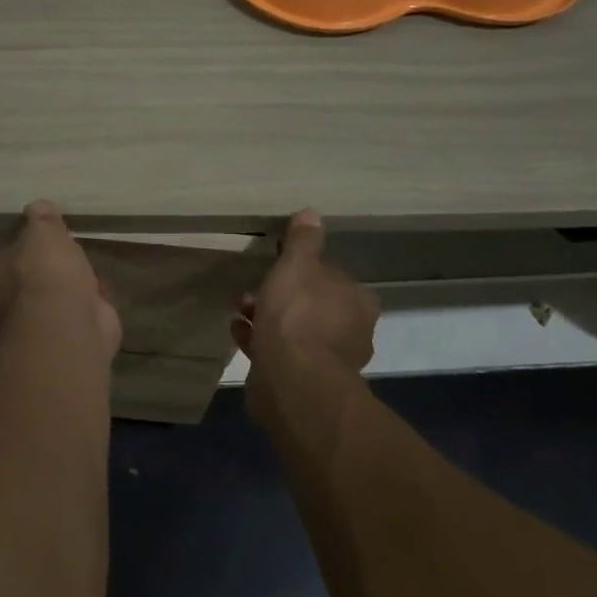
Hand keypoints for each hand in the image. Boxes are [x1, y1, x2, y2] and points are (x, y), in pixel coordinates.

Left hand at [0, 201, 122, 359]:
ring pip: (55, 298)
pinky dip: (89, 301)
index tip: (43, 234)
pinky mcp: (67, 338)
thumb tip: (38, 206)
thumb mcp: (42, 232)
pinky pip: (77, 311)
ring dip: (71, 284)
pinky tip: (101, 287)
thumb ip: (41, 219)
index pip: (3, 257)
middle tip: (67, 248)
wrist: (70, 320)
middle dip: (49, 267)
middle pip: (29, 279)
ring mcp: (38, 326)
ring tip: (86, 264)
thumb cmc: (45, 271)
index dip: (24, 245)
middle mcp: (7, 308)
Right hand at [232, 210, 377, 415]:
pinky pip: (281, 354)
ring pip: (296, 331)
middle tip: (255, 290)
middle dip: (283, 297)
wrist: (292, 382)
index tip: (280, 266)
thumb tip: (311, 213)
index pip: (333, 276)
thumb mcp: (297, 266)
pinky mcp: (306, 383)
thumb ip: (303, 241)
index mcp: (357, 301)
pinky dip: (262, 342)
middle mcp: (352, 331)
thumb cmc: (298, 316)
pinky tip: (239, 332)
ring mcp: (330, 361)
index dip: (306, 270)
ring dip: (269, 319)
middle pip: (314, 305)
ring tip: (241, 311)